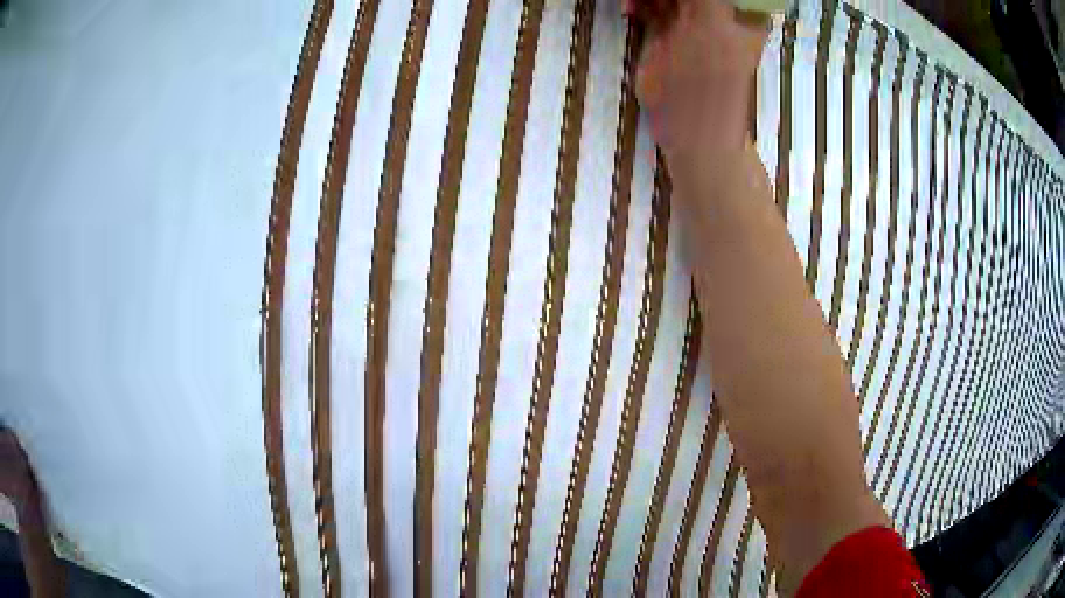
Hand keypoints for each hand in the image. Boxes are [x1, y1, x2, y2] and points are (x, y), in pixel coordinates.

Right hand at [630, 0, 769, 180]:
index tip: (675, 0)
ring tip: (635, 4)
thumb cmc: (709, 83)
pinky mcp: (669, 28)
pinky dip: (638, 2)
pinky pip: (651, 2)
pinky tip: (631, 10)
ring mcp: (692, 17)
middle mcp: (719, 8)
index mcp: (742, 7)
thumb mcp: (709, 27)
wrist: (689, 131)